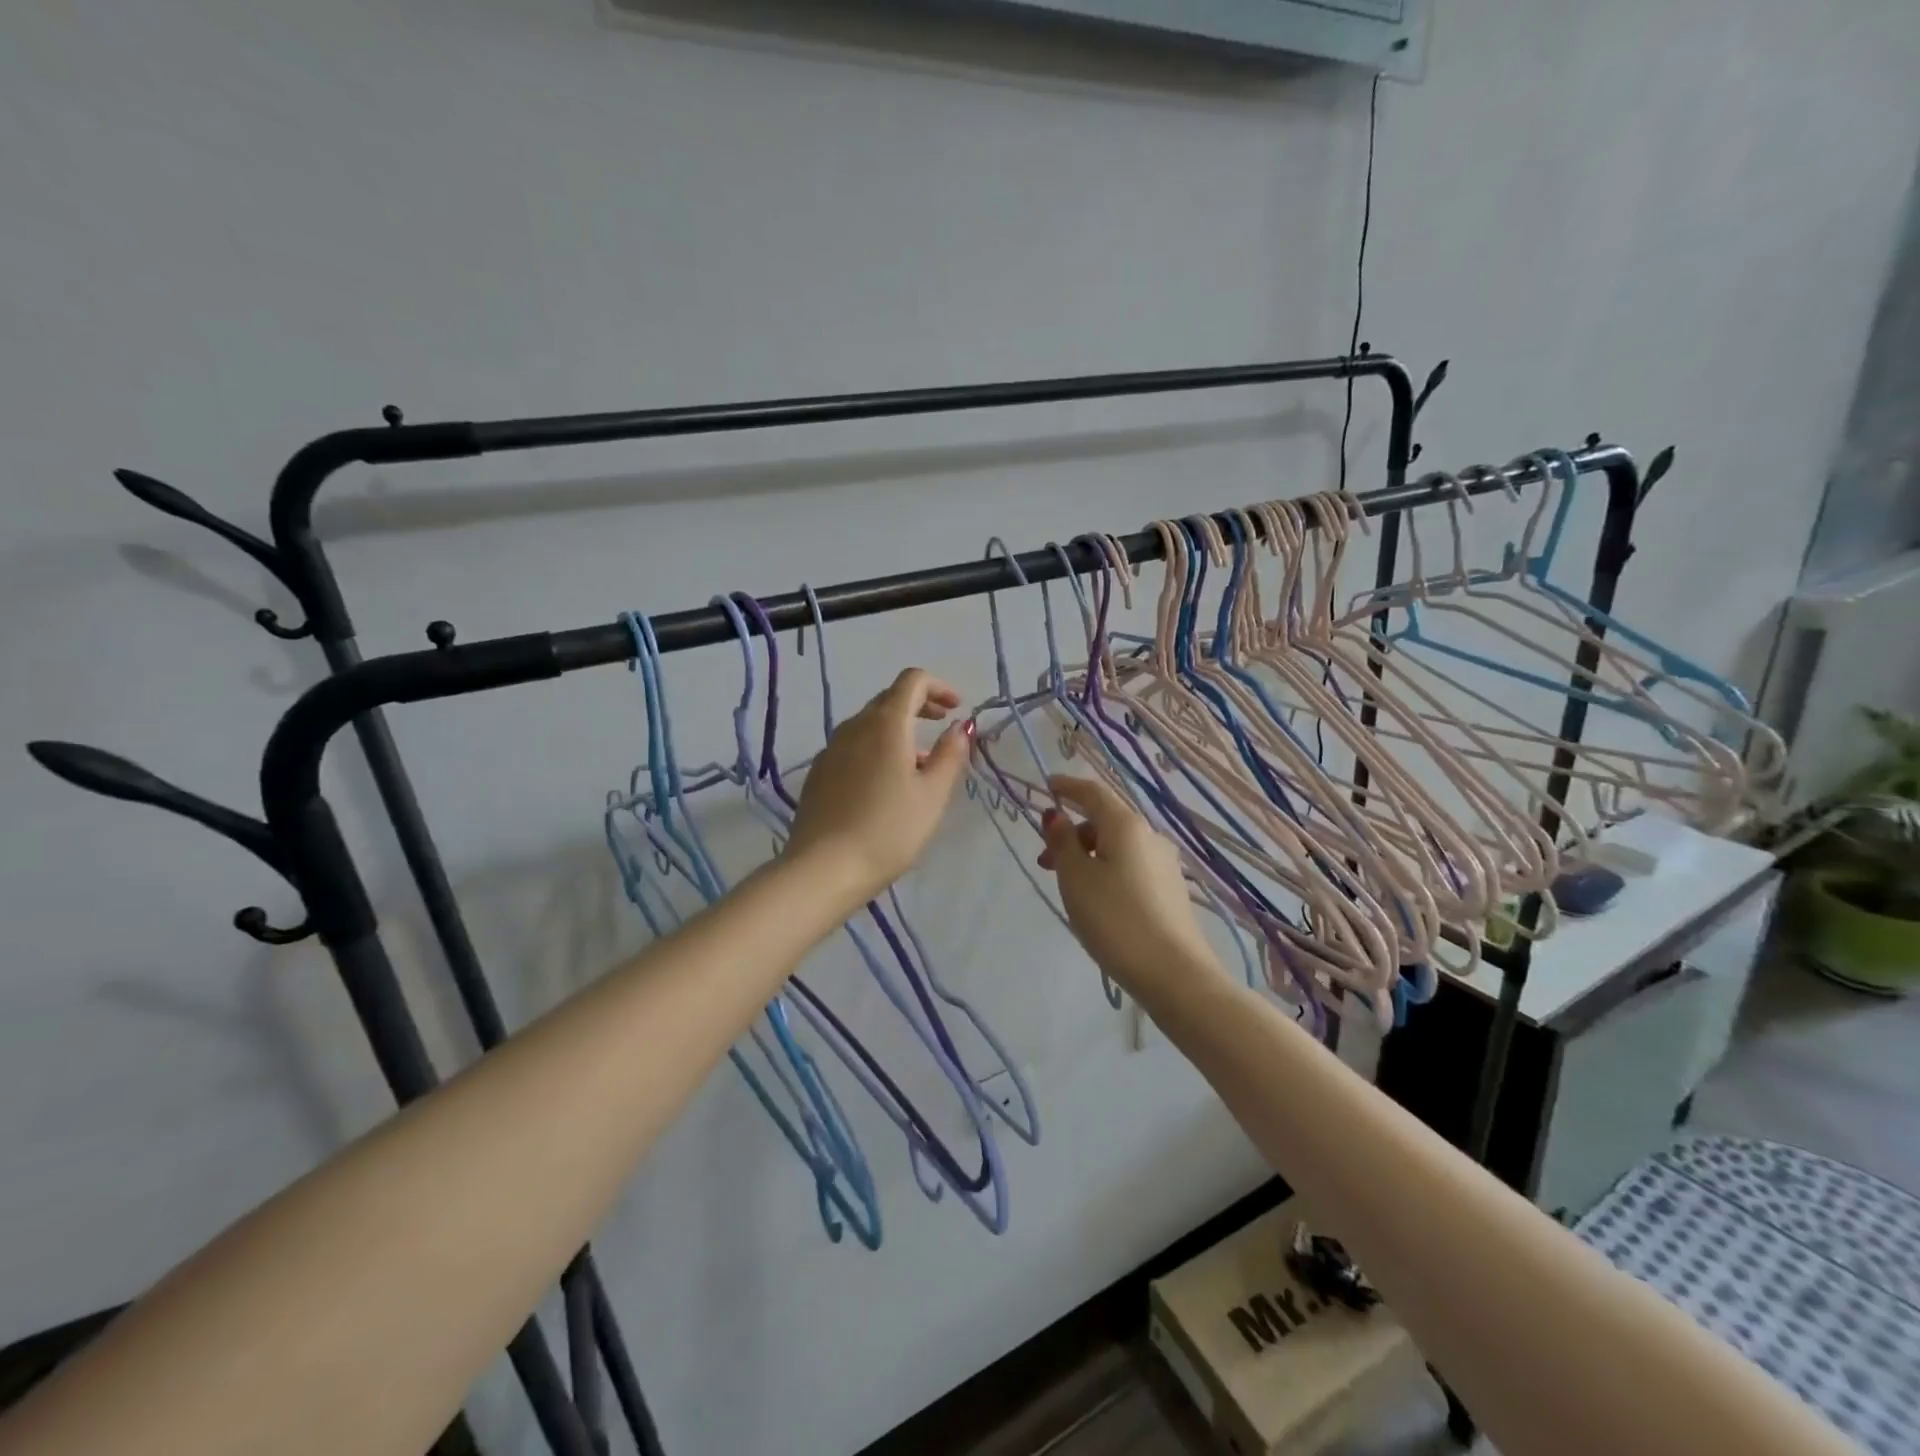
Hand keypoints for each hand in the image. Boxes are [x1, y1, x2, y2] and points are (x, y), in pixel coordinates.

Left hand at [786, 668, 969, 905]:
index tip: (956, 708)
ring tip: (918, 761)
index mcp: (886, 724)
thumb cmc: (889, 830)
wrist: (824, 868)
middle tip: (942, 725)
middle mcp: (854, 727)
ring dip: (897, 729)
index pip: (911, 681)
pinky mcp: (818, 773)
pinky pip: (852, 746)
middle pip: (888, 699)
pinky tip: (884, 782)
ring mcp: (831, 749)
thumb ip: (950, 755)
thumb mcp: (932, 795)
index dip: (938, 687)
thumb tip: (959, 728)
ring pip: (869, 724)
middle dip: (919, 705)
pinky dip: (875, 748)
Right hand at [1038, 775, 1220, 1002]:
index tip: (1047, 787)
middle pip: (1106, 820)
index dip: (1068, 787)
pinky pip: (1132, 866)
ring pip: (1119, 846)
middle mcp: (1150, 836)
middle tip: (1046, 860)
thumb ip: (1063, 843)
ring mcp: (1165, 864)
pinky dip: (1108, 870)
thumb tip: (1057, 816)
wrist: (1174, 973)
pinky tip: (1098, 899)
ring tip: (1069, 886)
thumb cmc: (1115, 919)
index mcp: (1126, 825)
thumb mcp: (1076, 879)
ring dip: (1089, 854)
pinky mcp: (1171, 890)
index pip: (1093, 792)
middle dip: (1074, 832)